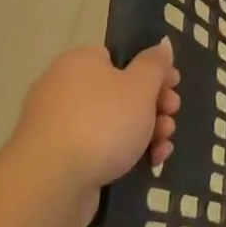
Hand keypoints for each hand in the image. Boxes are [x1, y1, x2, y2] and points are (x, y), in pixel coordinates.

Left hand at [3, 42, 179, 226]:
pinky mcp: (62, 158)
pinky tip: (150, 162)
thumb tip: (162, 44)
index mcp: (81, 63)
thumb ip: (155, 63)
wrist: (51, 183)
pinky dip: (127, 153)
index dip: (153, 72)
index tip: (174, 86)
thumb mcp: (140, 86)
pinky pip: (102, 147)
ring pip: (116, 123)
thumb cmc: (102, 123)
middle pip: (123, 92)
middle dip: (155, 107)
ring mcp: (62, 126)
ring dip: (148, 132)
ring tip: (162, 147)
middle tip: (171, 117)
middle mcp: (66, 89)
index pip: (122, 58)